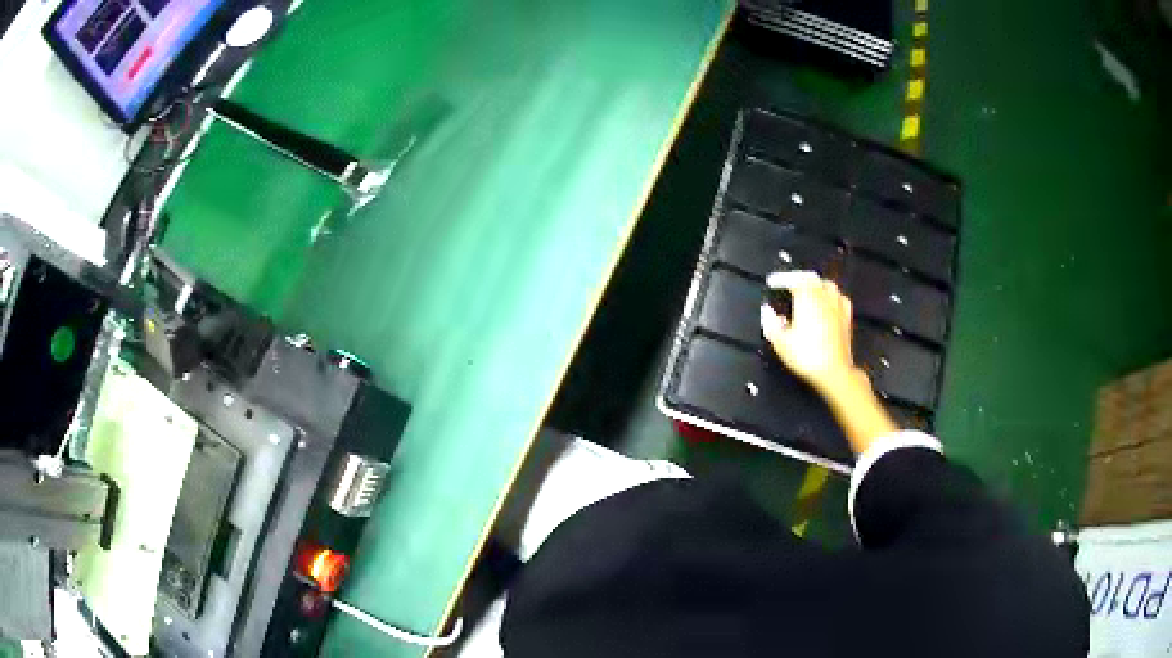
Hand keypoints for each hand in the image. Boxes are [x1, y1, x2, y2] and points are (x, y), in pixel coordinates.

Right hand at [759, 271, 857, 393]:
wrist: (834, 371)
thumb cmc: (807, 356)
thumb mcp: (780, 342)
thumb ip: (770, 323)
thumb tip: (767, 311)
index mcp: (806, 298)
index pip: (793, 279)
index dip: (781, 278)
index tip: (772, 282)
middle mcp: (823, 297)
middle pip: (811, 278)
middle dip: (798, 277)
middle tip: (788, 282)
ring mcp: (837, 306)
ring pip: (827, 285)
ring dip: (815, 283)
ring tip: (807, 289)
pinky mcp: (846, 317)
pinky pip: (840, 297)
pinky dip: (831, 295)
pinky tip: (828, 301)